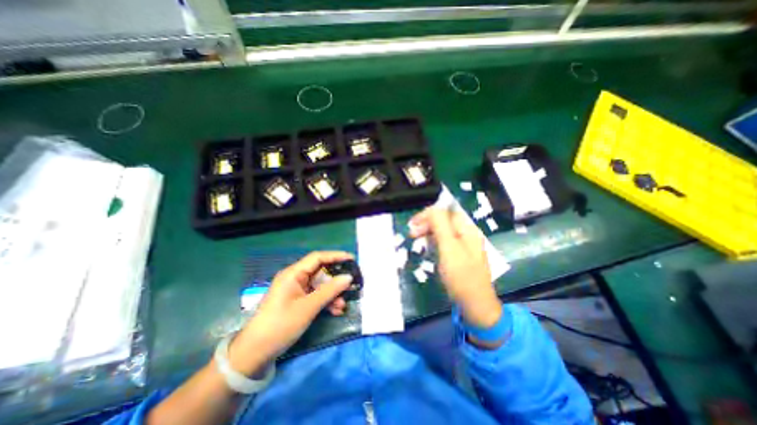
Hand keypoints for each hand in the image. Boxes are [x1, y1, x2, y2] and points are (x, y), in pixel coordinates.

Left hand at [227, 251, 354, 375]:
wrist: (255, 353)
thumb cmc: (281, 325)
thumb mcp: (309, 307)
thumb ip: (330, 290)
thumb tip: (349, 277)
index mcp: (293, 274)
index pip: (318, 257)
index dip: (336, 256)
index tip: (352, 259)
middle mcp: (295, 278)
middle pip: (320, 272)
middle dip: (335, 281)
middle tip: (350, 287)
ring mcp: (296, 290)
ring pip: (320, 286)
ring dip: (332, 294)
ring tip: (341, 306)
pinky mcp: (297, 301)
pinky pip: (315, 296)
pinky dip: (325, 301)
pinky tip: (334, 311)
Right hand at [409, 208, 501, 328]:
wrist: (475, 304)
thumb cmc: (461, 275)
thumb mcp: (448, 248)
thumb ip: (440, 225)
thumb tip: (432, 209)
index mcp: (467, 229)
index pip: (446, 212)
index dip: (428, 214)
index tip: (413, 224)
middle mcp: (467, 233)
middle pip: (445, 220)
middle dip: (427, 223)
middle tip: (412, 234)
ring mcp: (464, 244)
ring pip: (444, 230)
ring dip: (429, 231)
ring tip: (416, 239)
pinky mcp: (460, 254)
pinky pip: (445, 241)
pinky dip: (434, 241)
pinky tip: (428, 246)